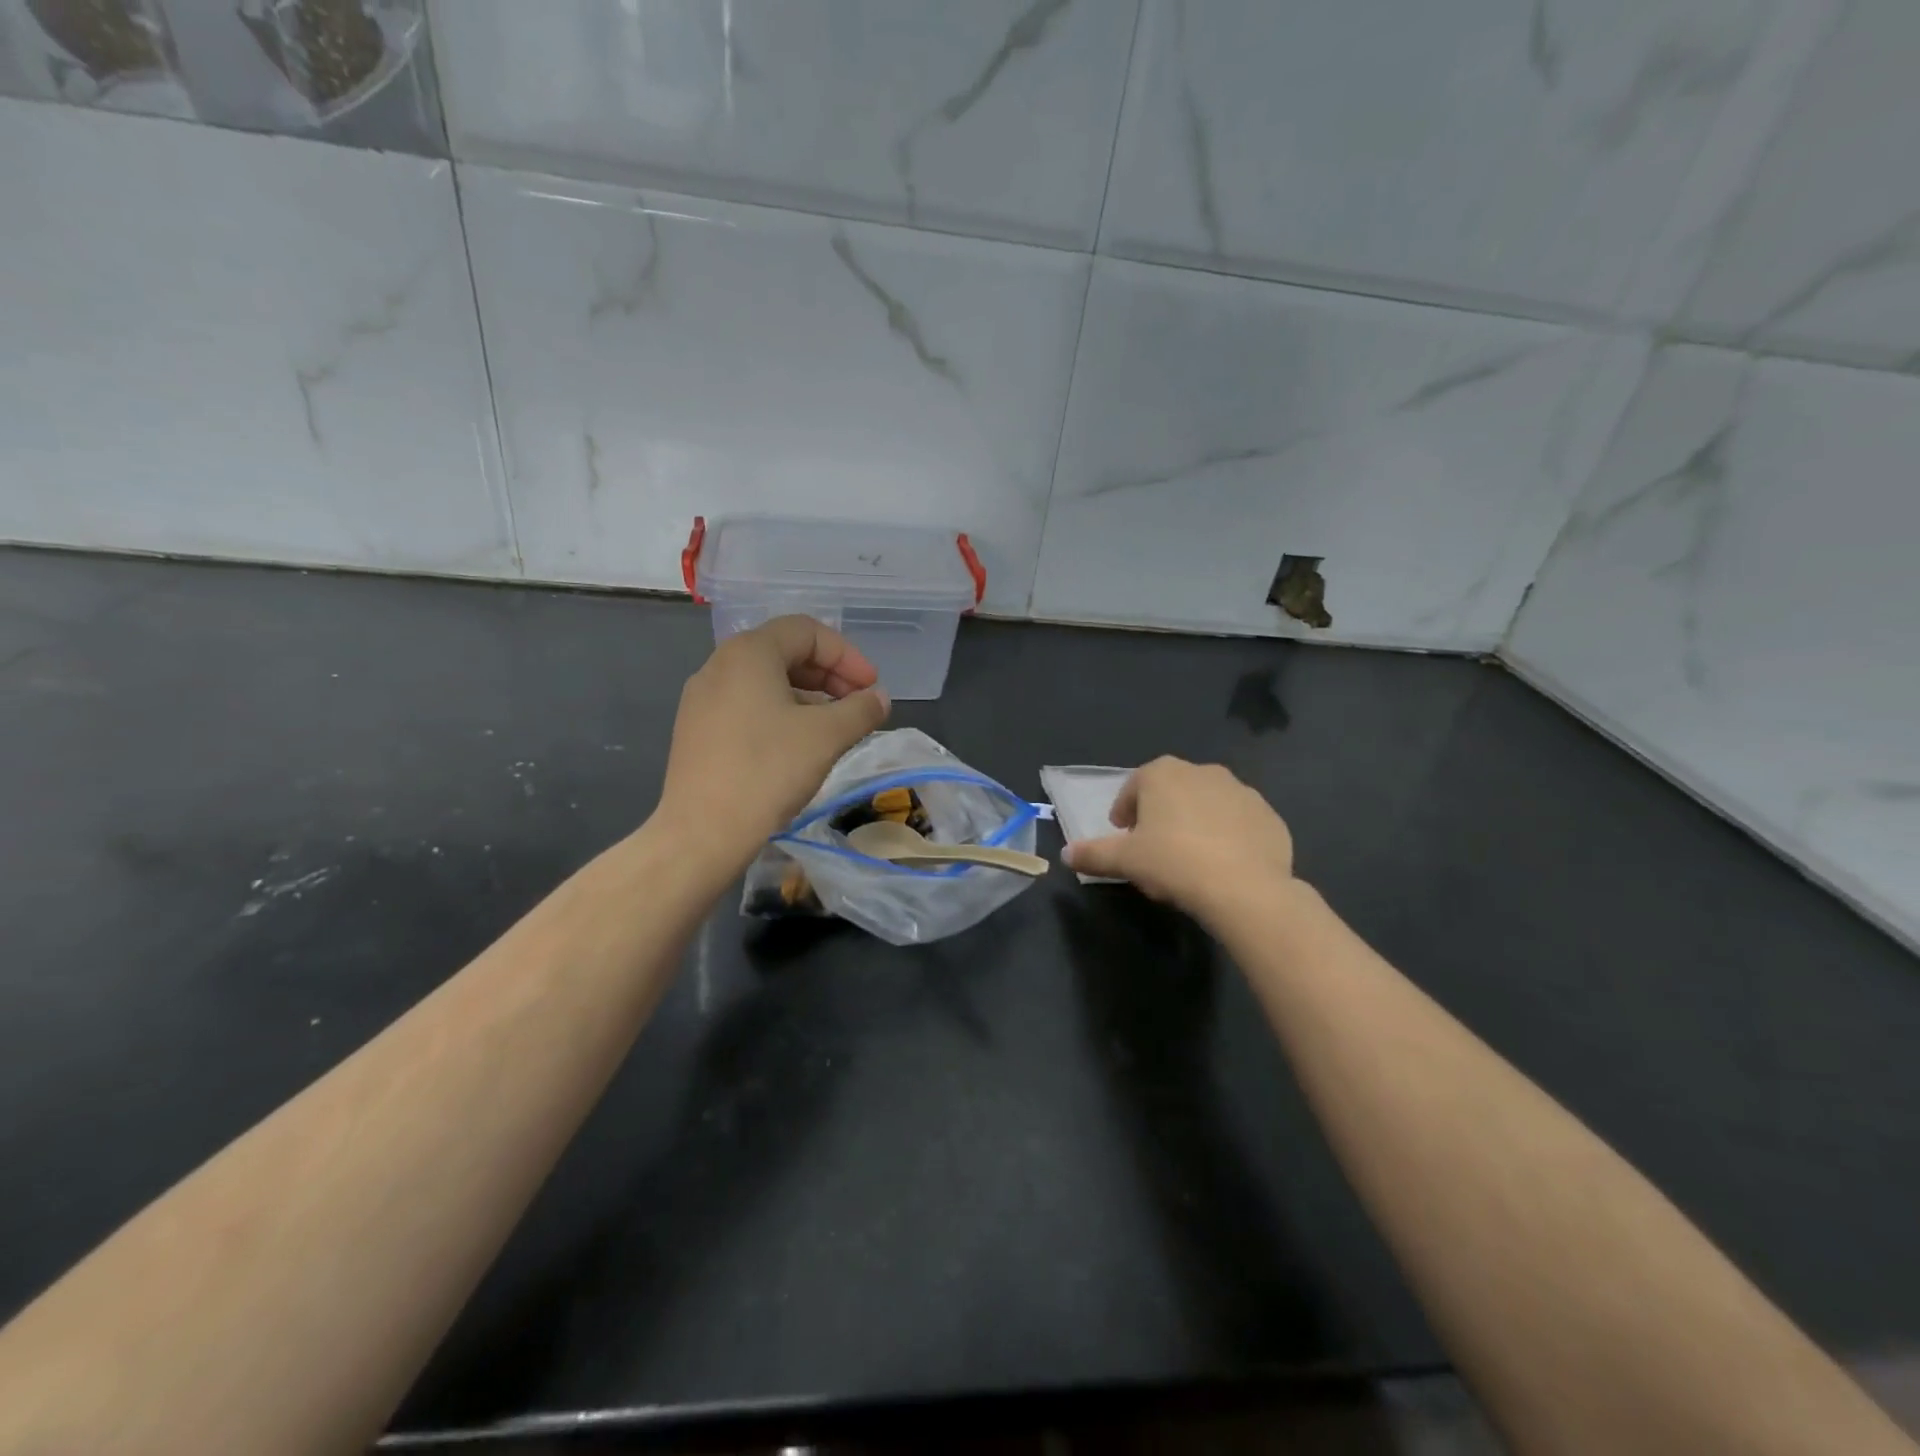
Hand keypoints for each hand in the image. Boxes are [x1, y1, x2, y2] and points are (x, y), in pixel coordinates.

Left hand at [655, 616, 889, 869]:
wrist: (702, 833)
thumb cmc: (768, 771)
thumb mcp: (828, 735)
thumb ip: (861, 709)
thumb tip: (879, 698)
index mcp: (748, 653)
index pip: (807, 631)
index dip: (847, 656)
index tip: (872, 688)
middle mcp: (719, 665)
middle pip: (785, 652)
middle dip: (829, 675)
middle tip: (858, 705)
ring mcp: (702, 699)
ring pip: (766, 682)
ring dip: (808, 697)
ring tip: (834, 729)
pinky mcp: (696, 731)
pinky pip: (747, 706)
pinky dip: (781, 714)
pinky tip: (798, 747)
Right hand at [1063, 757, 1294, 921]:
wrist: (1244, 888)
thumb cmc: (1173, 863)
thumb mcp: (1124, 861)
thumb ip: (1093, 854)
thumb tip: (1066, 853)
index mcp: (1163, 774)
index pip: (1135, 786)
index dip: (1125, 810)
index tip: (1123, 834)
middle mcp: (1203, 772)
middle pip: (1173, 790)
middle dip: (1161, 813)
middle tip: (1154, 846)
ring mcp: (1242, 792)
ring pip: (1208, 804)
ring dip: (1196, 822)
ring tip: (1190, 857)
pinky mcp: (1270, 817)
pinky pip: (1240, 823)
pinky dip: (1229, 837)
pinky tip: (1223, 865)